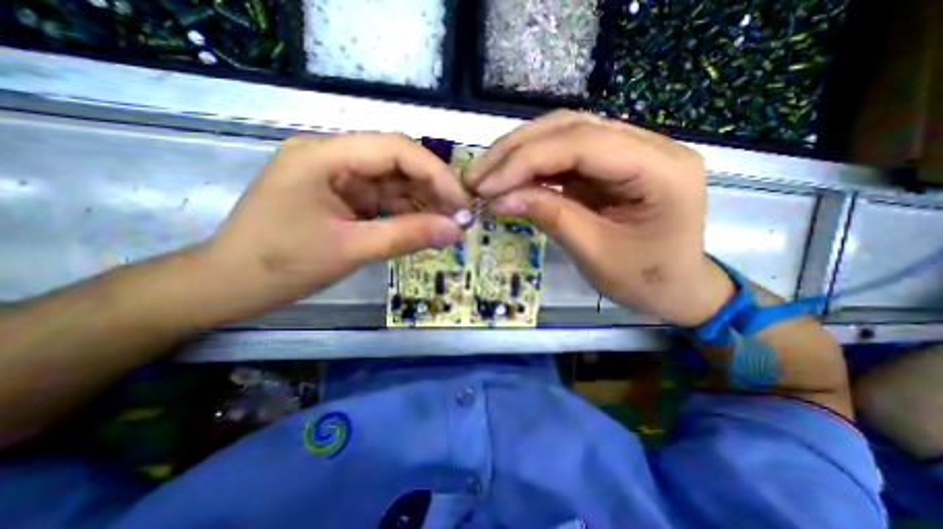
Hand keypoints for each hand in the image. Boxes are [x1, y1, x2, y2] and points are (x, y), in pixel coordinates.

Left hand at [202, 132, 465, 314]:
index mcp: (325, 156)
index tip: (462, 202)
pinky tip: (425, 227)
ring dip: (423, 203)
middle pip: (398, 163)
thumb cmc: (281, 265)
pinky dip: (407, 213)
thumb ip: (407, 236)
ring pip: (395, 182)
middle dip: (433, 189)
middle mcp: (333, 157)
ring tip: (448, 225)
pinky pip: (384, 199)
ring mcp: (339, 177)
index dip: (435, 174)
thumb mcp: (351, 249)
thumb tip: (456, 231)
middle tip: (460, 216)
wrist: (232, 285)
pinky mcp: (344, 196)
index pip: (395, 149)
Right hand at [467, 112, 730, 325]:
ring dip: (520, 153)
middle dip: (517, 150)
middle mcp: (650, 146)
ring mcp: (630, 151)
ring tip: (486, 174)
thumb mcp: (594, 253)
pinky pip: (566, 155)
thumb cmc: (644, 280)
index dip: (526, 160)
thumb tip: (498, 197)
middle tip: (478, 175)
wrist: (676, 288)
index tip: (486, 185)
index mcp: (661, 169)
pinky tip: (509, 179)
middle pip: (571, 127)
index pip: (582, 144)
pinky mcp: (611, 165)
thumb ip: (549, 215)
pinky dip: (533, 166)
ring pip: (565, 134)